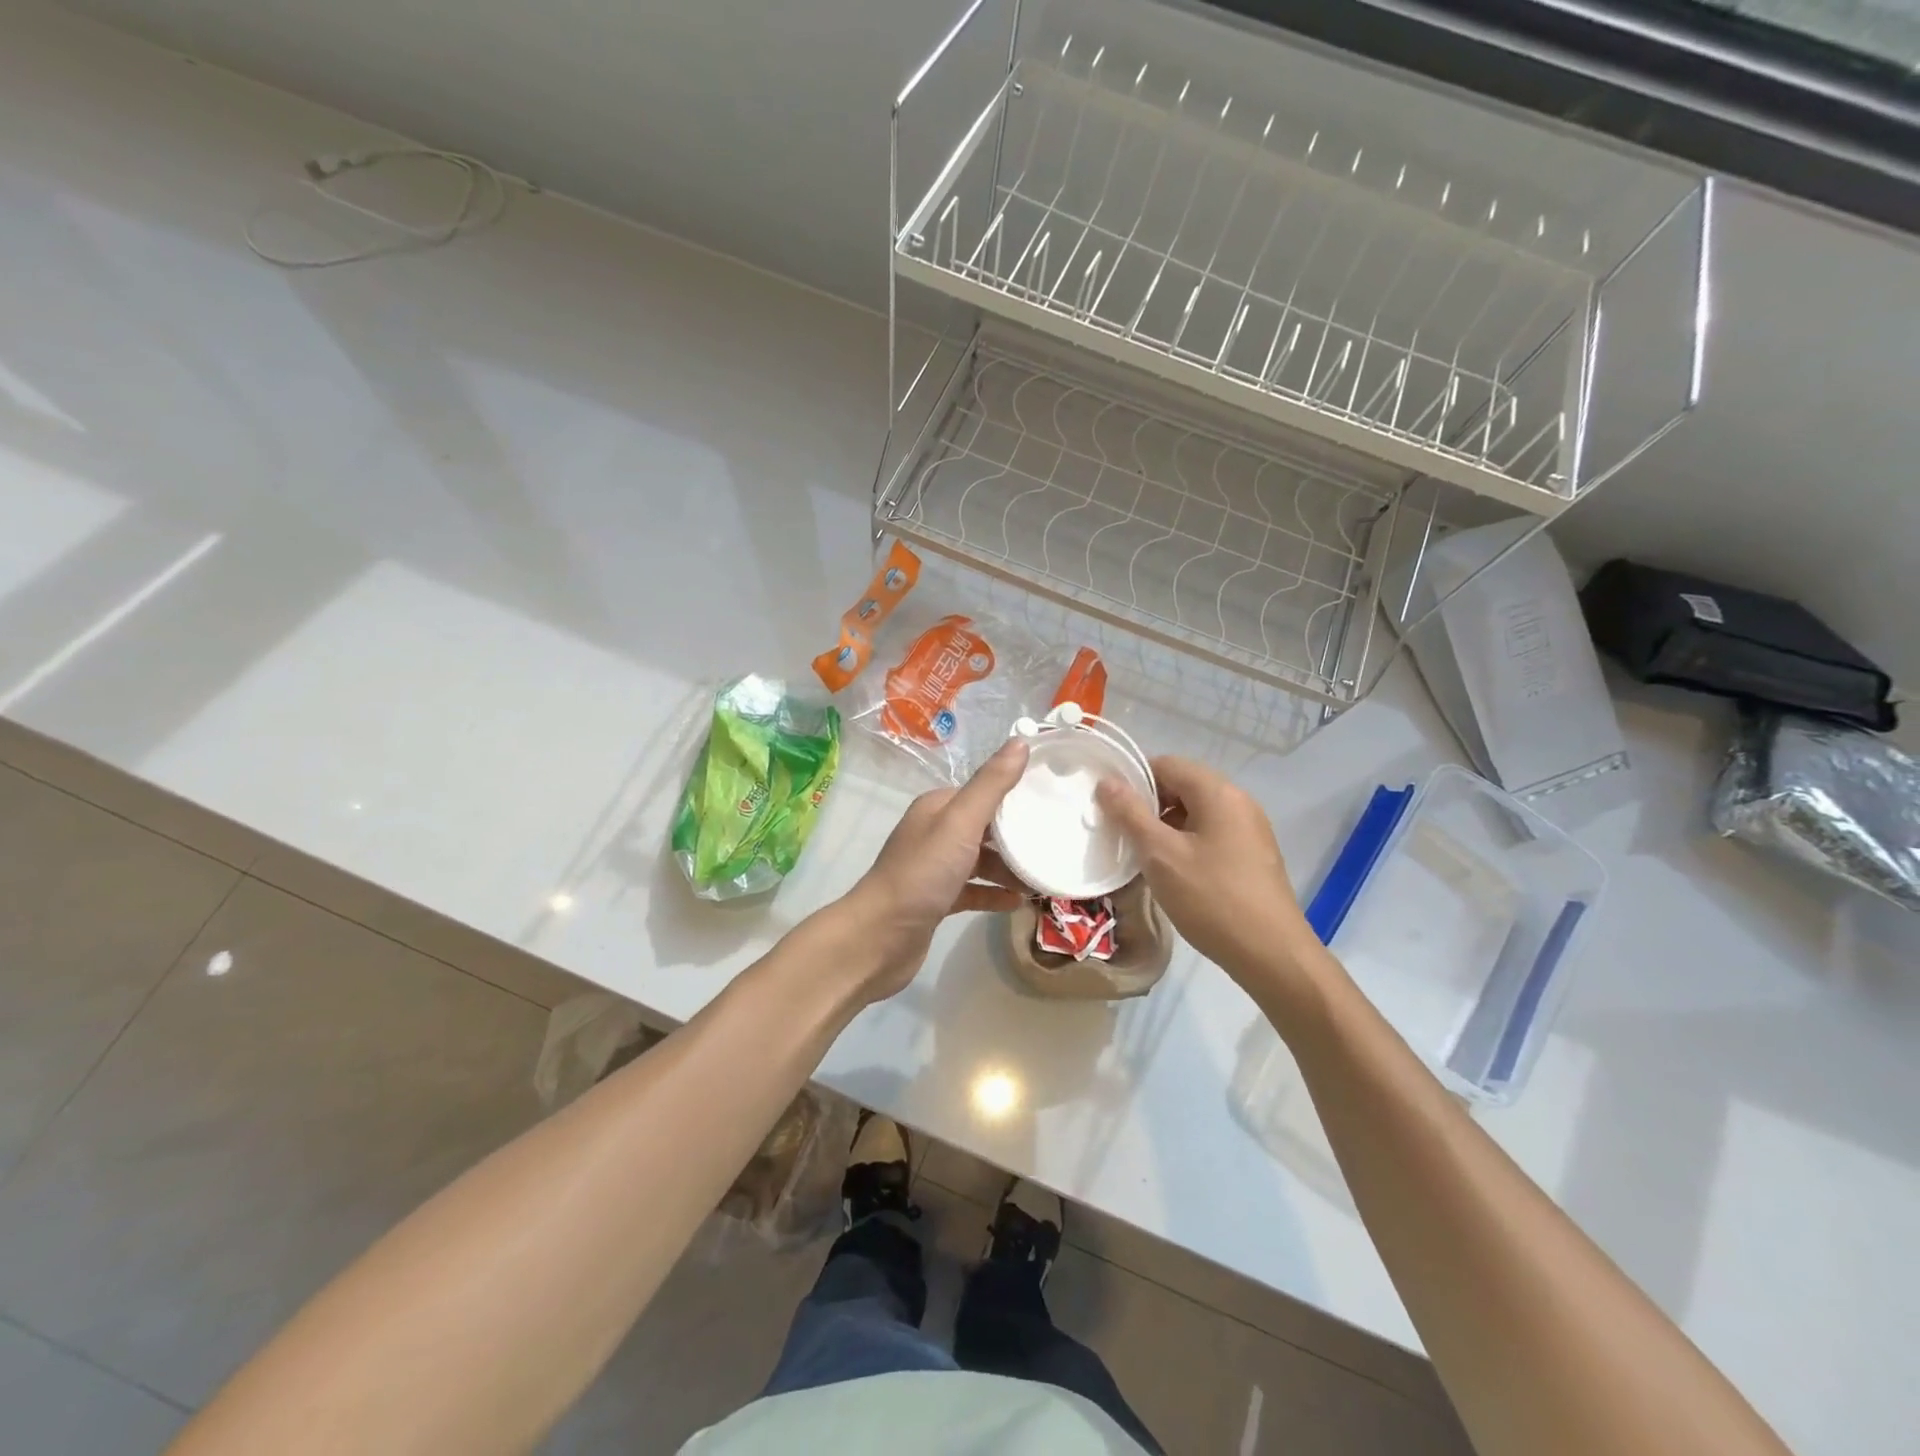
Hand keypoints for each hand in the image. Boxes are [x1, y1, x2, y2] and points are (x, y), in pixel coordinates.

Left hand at [840, 738, 1029, 999]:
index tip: (1054, 800)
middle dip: (1018, 834)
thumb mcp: (960, 823)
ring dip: (1010, 868)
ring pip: (981, 861)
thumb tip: (1021, 741)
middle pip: (985, 827)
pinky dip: (995, 893)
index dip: (1016, 794)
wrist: (880, 938)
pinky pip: (974, 890)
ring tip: (1045, 878)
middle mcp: (935, 832)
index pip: (984, 791)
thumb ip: (991, 785)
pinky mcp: (937, 900)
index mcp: (938, 807)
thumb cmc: (922, 874)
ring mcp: (935, 868)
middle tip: (1056, 842)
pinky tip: (1020, 903)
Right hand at [1096, 755, 1314, 986]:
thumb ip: (1131, 814)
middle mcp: (1239, 802)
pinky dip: (1187, 843)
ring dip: (1166, 826)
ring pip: (1197, 812)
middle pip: (1183, 786)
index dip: (1134, 780)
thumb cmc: (1211, 898)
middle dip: (1149, 805)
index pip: (1167, 764)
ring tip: (1143, 856)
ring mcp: (1251, 829)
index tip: (1110, 807)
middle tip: (1122, 833)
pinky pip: (1212, 834)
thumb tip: (1107, 782)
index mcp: (1218, 792)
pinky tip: (1173, 873)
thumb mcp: (1161, 855)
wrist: (1271, 954)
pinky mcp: (1254, 855)